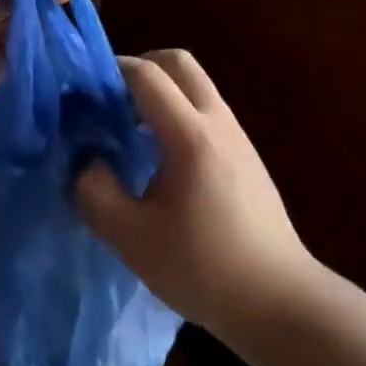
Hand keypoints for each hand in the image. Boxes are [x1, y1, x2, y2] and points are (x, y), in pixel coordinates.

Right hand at [75, 50, 313, 338]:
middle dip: (141, 67)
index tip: (85, 90)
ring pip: (196, 85)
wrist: (280, 303)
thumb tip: (86, 160)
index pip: (147, 75)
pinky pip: (207, 110)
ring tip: (132, 130)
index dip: (112, 71)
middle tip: (112, 99)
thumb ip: (95, 192)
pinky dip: (179, 112)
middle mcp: (218, 122)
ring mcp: (238, 136)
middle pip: (179, 63)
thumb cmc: (203, 269)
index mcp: (190, 135)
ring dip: (162, 91)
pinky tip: (162, 158)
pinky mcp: (246, 155)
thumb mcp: (131, 238)